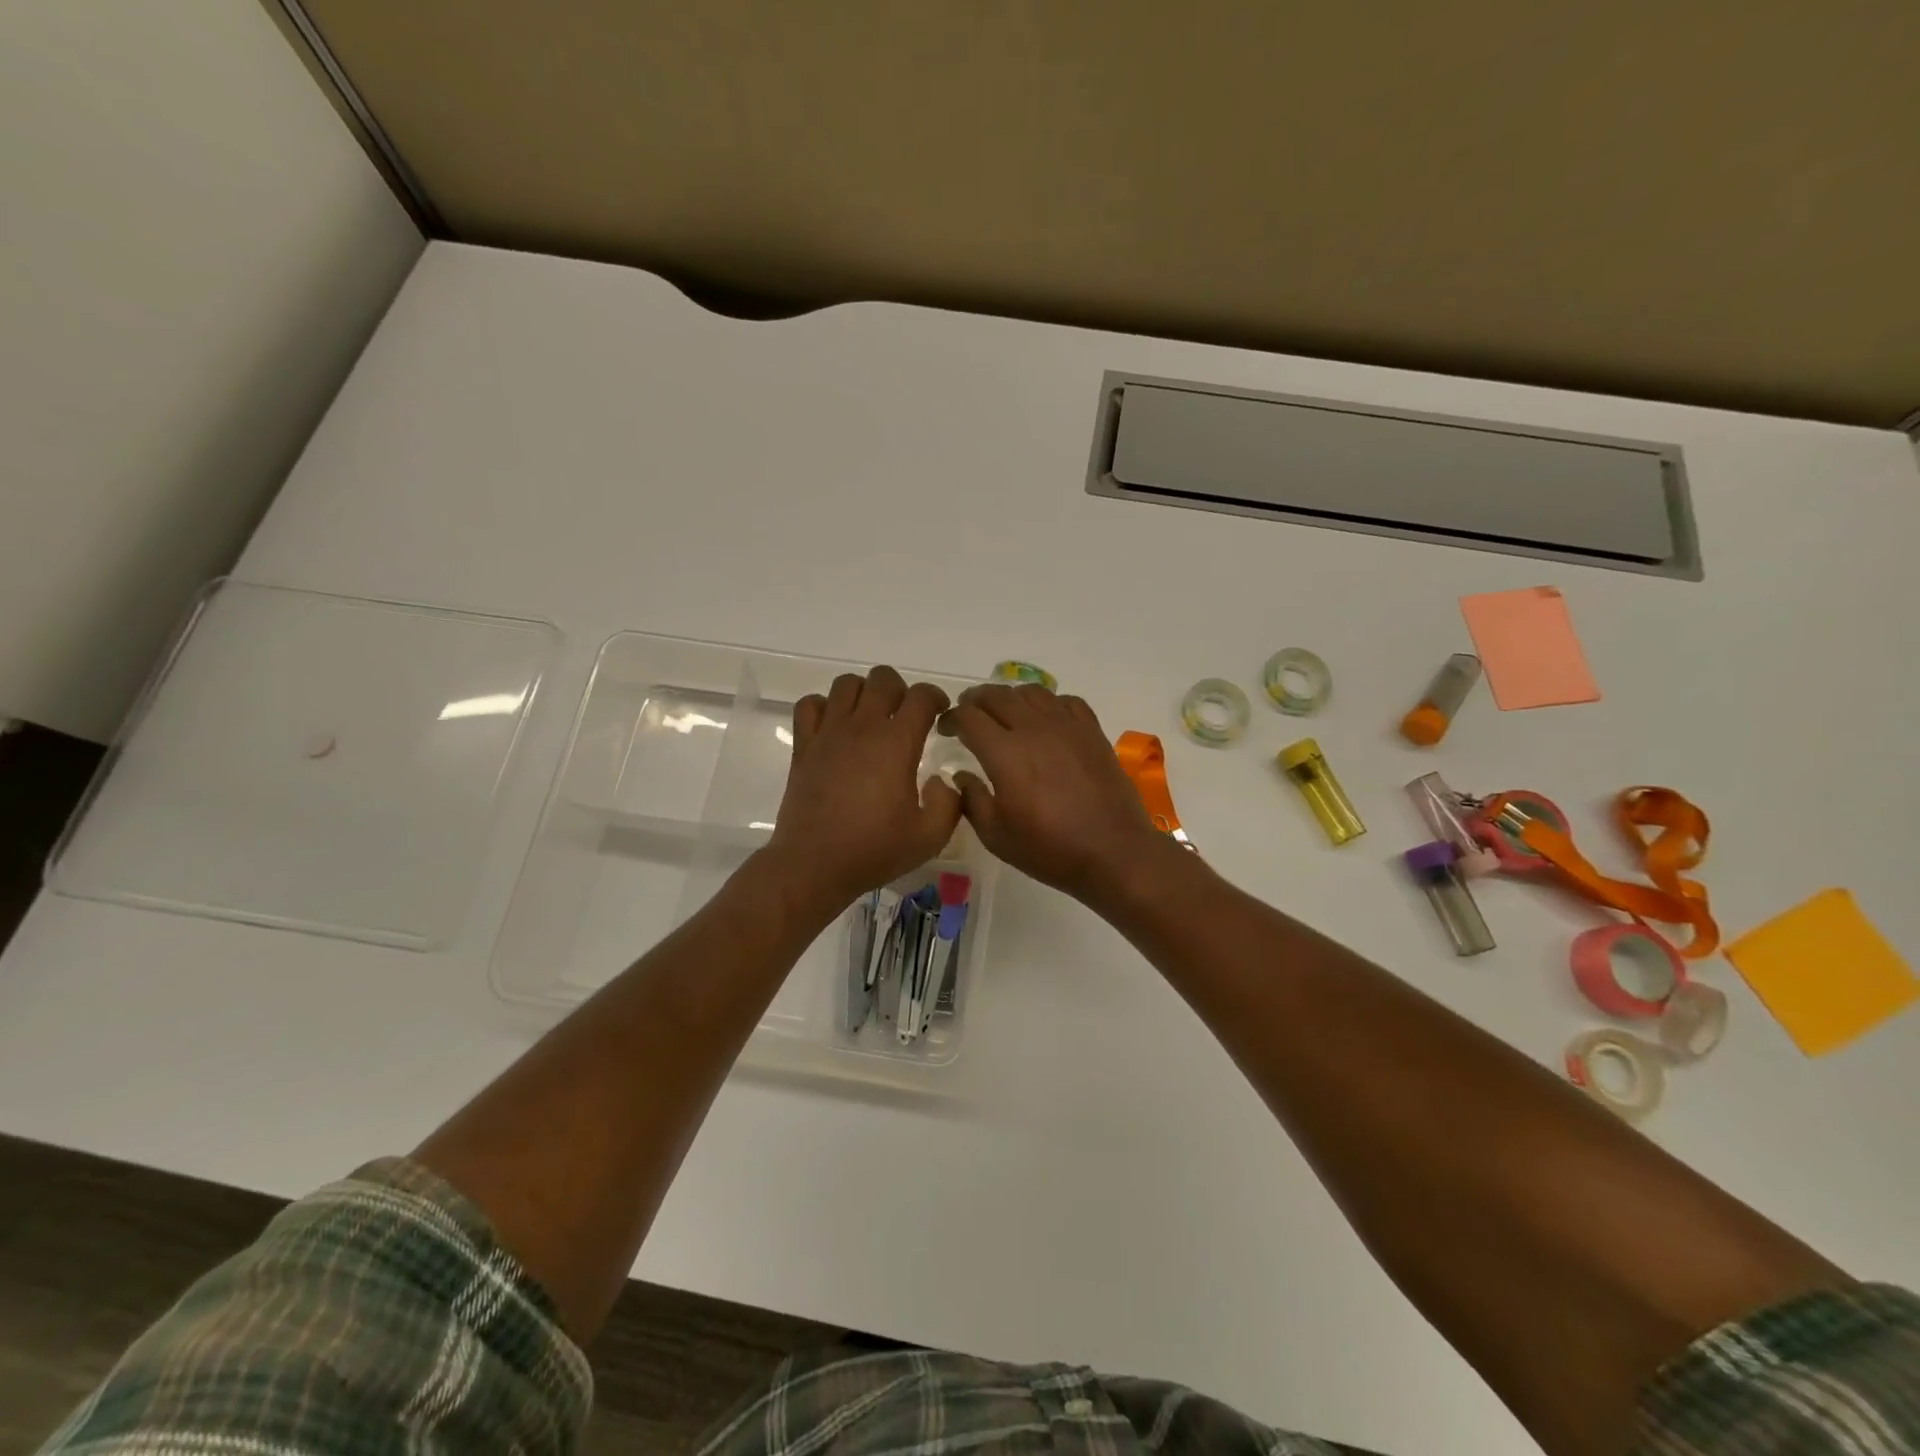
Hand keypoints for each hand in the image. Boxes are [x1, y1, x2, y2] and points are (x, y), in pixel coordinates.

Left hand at [766, 667, 959, 909]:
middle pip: (883, 678)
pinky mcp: (803, 746)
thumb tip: (943, 780)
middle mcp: (862, 727)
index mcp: (896, 743)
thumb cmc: (874, 850)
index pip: (921, 696)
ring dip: (864, 693)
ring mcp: (828, 733)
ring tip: (872, 718)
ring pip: (846, 684)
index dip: (936, 698)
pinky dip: (825, 707)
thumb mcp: (930, 837)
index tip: (940, 715)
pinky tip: (835, 728)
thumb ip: (950, 803)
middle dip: (901, 690)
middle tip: (906, 717)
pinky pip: (810, 705)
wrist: (813, 865)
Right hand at [939, 684, 1167, 902]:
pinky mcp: (1092, 731)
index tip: (945, 729)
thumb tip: (960, 775)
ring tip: (1004, 713)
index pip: (968, 717)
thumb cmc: (1049, 849)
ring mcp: (1067, 726)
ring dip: (1010, 697)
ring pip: (1031, 692)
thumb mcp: (996, 835)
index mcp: (1005, 753)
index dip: (951, 718)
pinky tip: (1045, 720)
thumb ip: (971, 800)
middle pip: (997, 696)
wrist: (1113, 852)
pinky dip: (1047, 703)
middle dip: (975, 701)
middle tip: (968, 715)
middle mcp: (1034, 728)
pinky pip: (1065, 701)